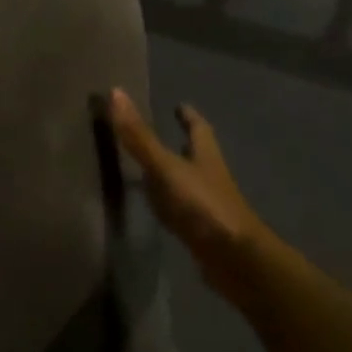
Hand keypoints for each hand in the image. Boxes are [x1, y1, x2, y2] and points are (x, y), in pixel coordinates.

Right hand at [108, 89, 275, 291]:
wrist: (235, 259)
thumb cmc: (203, 205)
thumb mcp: (166, 167)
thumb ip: (140, 136)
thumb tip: (116, 92)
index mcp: (205, 155)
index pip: (199, 128)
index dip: (189, 116)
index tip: (180, 106)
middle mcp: (209, 176)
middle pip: (195, 154)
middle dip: (180, 144)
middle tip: (159, 134)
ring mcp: (207, 205)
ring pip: (188, 182)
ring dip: (173, 174)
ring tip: (149, 168)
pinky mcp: (201, 231)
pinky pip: (181, 210)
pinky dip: (168, 204)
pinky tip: (156, 208)